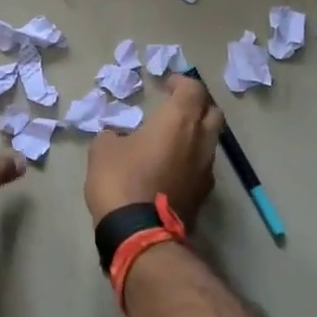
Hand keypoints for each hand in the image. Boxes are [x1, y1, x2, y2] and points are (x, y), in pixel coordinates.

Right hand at [85, 74, 223, 223]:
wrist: (139, 234)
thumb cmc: (121, 180)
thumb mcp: (103, 149)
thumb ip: (114, 135)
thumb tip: (118, 138)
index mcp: (179, 120)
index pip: (193, 89)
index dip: (181, 82)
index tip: (165, 84)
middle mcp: (201, 140)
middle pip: (213, 112)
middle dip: (198, 105)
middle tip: (177, 106)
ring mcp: (206, 169)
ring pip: (210, 141)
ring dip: (195, 134)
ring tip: (171, 138)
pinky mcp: (203, 194)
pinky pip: (202, 166)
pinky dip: (190, 159)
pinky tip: (170, 166)